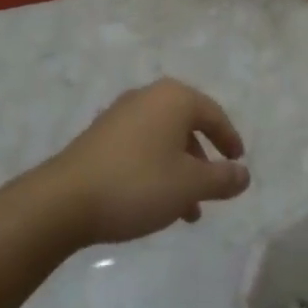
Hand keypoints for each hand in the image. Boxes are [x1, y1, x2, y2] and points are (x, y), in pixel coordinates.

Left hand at [45, 79, 249, 245]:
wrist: (64, 200)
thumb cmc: (137, 184)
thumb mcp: (189, 185)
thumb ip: (222, 178)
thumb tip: (244, 174)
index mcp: (174, 98)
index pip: (213, 114)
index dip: (229, 139)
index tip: (238, 162)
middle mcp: (149, 97)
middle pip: (187, 125)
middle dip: (202, 160)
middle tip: (212, 188)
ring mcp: (121, 115)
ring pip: (163, 140)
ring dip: (179, 171)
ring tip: (186, 210)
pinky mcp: (100, 136)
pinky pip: (141, 147)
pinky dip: (156, 169)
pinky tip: (154, 203)